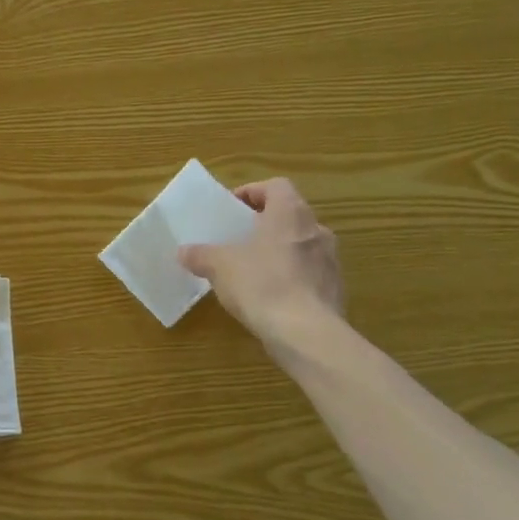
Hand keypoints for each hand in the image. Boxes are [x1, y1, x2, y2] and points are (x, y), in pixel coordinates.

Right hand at [179, 178, 344, 346]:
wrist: (305, 332)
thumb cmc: (261, 284)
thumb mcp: (219, 266)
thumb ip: (200, 255)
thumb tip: (184, 252)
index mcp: (290, 214)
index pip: (276, 187)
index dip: (252, 192)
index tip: (232, 209)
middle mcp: (316, 230)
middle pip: (289, 215)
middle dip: (264, 224)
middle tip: (238, 238)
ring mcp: (330, 260)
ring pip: (300, 244)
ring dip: (278, 251)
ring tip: (251, 269)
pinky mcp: (334, 289)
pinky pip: (308, 273)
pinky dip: (290, 277)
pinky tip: (268, 296)